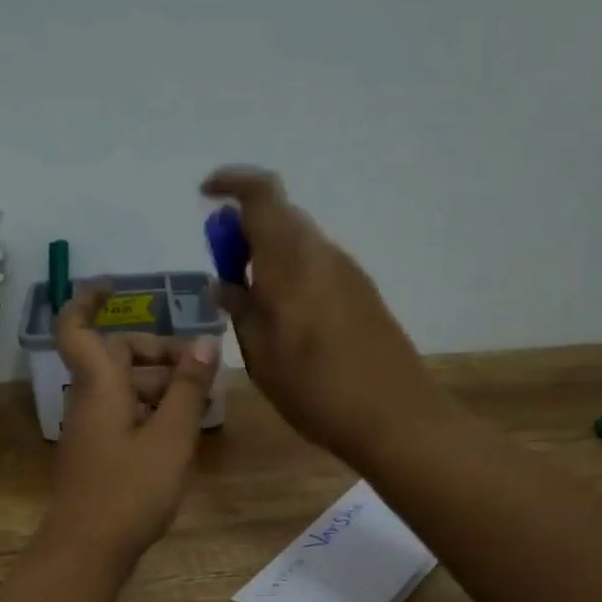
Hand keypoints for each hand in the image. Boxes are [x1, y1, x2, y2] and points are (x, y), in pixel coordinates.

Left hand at [43, 281, 221, 565]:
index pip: (78, 328)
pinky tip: (181, 432)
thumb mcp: (171, 436)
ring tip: (202, 403)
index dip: (88, 300)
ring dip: (161, 386)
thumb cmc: (130, 488)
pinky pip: (125, 416)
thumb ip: (188, 387)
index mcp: (100, 385)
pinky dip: (152, 411)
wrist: (88, 549)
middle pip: (118, 358)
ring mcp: (91, 429)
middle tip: (200, 369)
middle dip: (158, 354)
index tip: (114, 285)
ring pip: (125, 389)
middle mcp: (89, 400)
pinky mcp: (98, 454)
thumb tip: (205, 341)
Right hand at [201, 166, 441, 465]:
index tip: (206, 197)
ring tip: (252, 304)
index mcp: (292, 262)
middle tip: (225, 271)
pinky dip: (293, 275)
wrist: (396, 417)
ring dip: (270, 256)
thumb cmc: (317, 390)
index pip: (262, 194)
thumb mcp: (262, 358)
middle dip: (246, 231)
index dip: (231, 183)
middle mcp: (323, 254)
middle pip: (281, 217)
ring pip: (301, 244)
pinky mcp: (364, 294)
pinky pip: (318, 267)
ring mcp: (349, 273)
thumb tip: (222, 284)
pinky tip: (286, 320)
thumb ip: (241, 312)